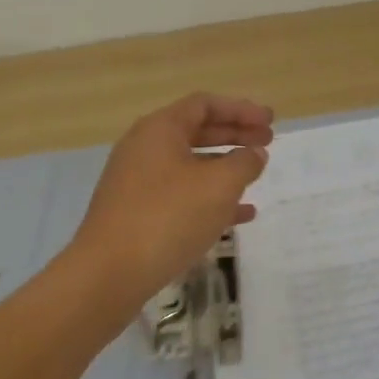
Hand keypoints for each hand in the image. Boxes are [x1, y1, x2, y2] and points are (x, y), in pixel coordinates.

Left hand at [68, 93, 274, 316]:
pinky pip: (181, 195)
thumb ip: (244, 163)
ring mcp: (138, 182)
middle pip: (197, 131)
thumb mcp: (219, 185)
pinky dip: (210, 198)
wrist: (109, 274)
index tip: (270, 121)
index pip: (205, 104)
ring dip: (225, 167)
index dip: (241, 109)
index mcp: (160, 129)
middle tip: (268, 142)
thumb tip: (254, 153)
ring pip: (190, 165)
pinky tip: (240, 216)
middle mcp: (144, 148)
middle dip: (235, 135)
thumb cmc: (169, 217)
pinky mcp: (136, 213)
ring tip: (256, 176)